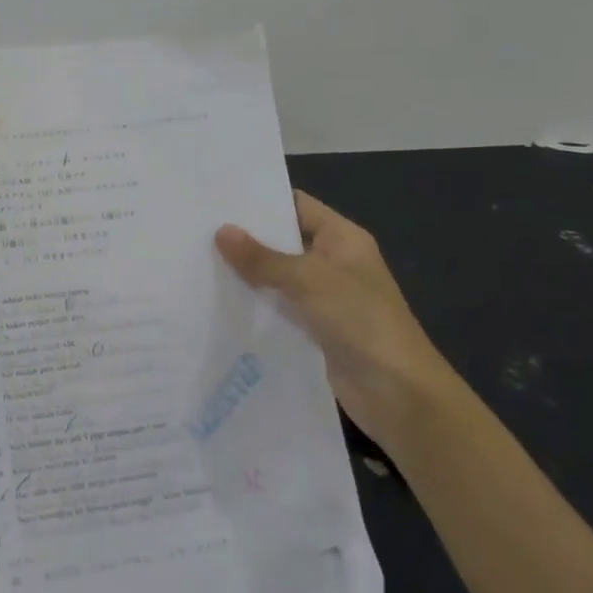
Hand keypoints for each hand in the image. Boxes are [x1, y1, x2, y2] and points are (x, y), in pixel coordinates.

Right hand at [215, 191, 460, 448]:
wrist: (398, 393)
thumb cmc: (360, 320)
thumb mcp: (308, 280)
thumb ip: (262, 257)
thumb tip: (222, 231)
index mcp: (341, 238)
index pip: (295, 205)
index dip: (260, 200)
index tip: (216, 198)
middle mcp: (332, 262)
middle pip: (282, 241)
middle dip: (244, 238)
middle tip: (194, 229)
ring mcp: (323, 298)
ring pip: (275, 277)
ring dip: (244, 274)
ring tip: (194, 261)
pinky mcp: (312, 330)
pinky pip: (277, 309)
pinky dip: (253, 305)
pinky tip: (215, 301)